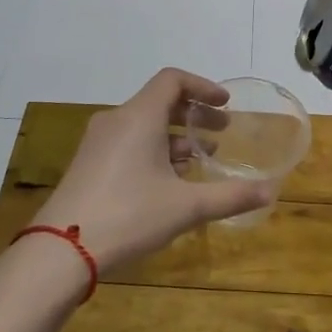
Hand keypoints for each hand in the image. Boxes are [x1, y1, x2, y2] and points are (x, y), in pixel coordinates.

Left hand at [28, 69, 276, 275]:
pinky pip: (128, 143)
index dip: (203, 87)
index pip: (173, 80)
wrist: (60, 251)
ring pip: (144, 125)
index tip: (225, 105)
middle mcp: (116, 121)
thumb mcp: (186, 207)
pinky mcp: (88, 165)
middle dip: (194, 115)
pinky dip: (154, 150)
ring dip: (175, 137)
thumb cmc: (129, 216)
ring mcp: (97, 143)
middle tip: (221, 134)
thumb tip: (271, 192)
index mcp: (139, 117)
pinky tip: (169, 182)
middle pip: (160, 102)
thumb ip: (230, 196)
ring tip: (200, 162)